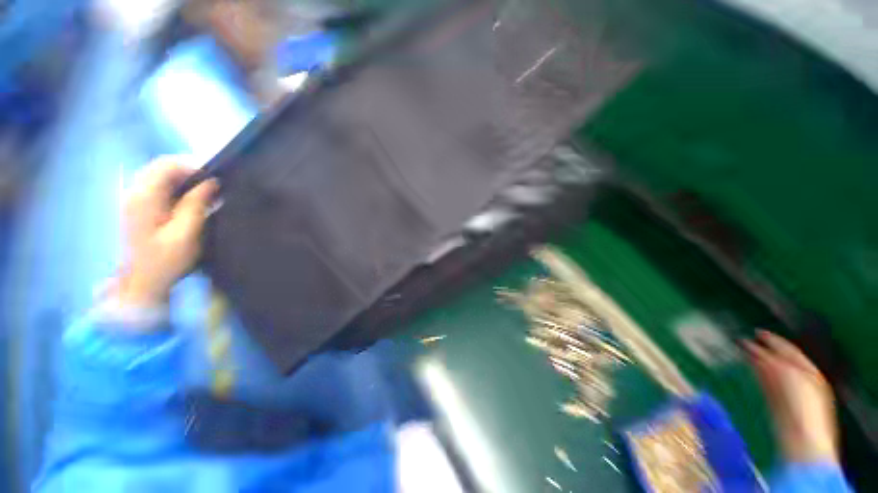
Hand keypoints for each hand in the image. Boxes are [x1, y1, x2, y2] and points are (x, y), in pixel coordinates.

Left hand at [116, 157, 217, 306]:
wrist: (142, 283)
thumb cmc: (166, 260)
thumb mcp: (186, 233)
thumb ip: (196, 204)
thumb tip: (212, 182)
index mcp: (144, 197)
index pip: (167, 164)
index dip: (193, 165)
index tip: (216, 178)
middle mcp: (135, 192)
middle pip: (162, 166)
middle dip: (190, 171)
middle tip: (214, 185)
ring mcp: (134, 199)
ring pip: (160, 175)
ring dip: (184, 179)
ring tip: (206, 192)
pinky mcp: (137, 207)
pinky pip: (158, 186)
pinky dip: (177, 187)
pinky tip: (190, 200)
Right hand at [743, 331, 837, 463]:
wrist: (801, 440)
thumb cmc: (802, 407)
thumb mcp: (789, 377)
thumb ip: (772, 361)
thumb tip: (753, 349)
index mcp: (809, 371)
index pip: (790, 350)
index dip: (774, 340)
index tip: (756, 331)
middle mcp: (801, 380)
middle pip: (780, 359)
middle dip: (764, 349)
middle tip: (745, 339)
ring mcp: (790, 393)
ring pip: (771, 370)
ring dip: (757, 360)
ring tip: (742, 351)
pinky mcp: (776, 404)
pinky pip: (766, 382)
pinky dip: (757, 373)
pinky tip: (748, 367)